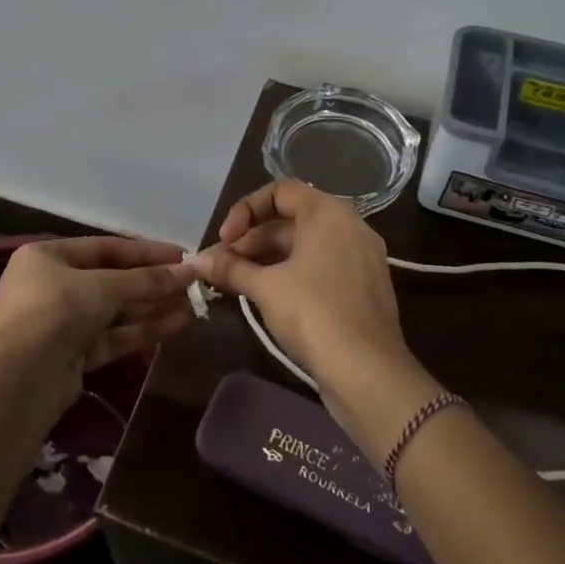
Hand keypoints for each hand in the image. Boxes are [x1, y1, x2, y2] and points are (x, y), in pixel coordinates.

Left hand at [0, 237, 198, 412]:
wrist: (16, 380)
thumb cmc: (54, 311)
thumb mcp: (104, 287)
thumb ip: (147, 280)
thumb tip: (190, 271)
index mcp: (48, 257)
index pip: (105, 248)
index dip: (145, 252)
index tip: (182, 255)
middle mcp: (52, 287)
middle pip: (112, 281)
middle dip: (153, 284)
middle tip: (194, 284)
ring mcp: (61, 324)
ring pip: (115, 312)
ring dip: (153, 308)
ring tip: (195, 305)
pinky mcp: (72, 357)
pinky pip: (113, 337)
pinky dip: (142, 331)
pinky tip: (177, 324)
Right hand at [190, 181, 409, 394]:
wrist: (368, 372)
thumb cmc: (314, 314)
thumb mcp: (265, 287)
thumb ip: (230, 267)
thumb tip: (197, 260)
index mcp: (329, 214)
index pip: (281, 191)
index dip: (246, 210)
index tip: (225, 239)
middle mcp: (350, 226)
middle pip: (291, 219)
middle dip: (252, 239)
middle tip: (223, 265)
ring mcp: (361, 257)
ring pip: (305, 246)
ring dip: (268, 258)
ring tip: (237, 282)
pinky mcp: (363, 286)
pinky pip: (322, 265)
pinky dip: (292, 273)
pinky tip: (267, 296)